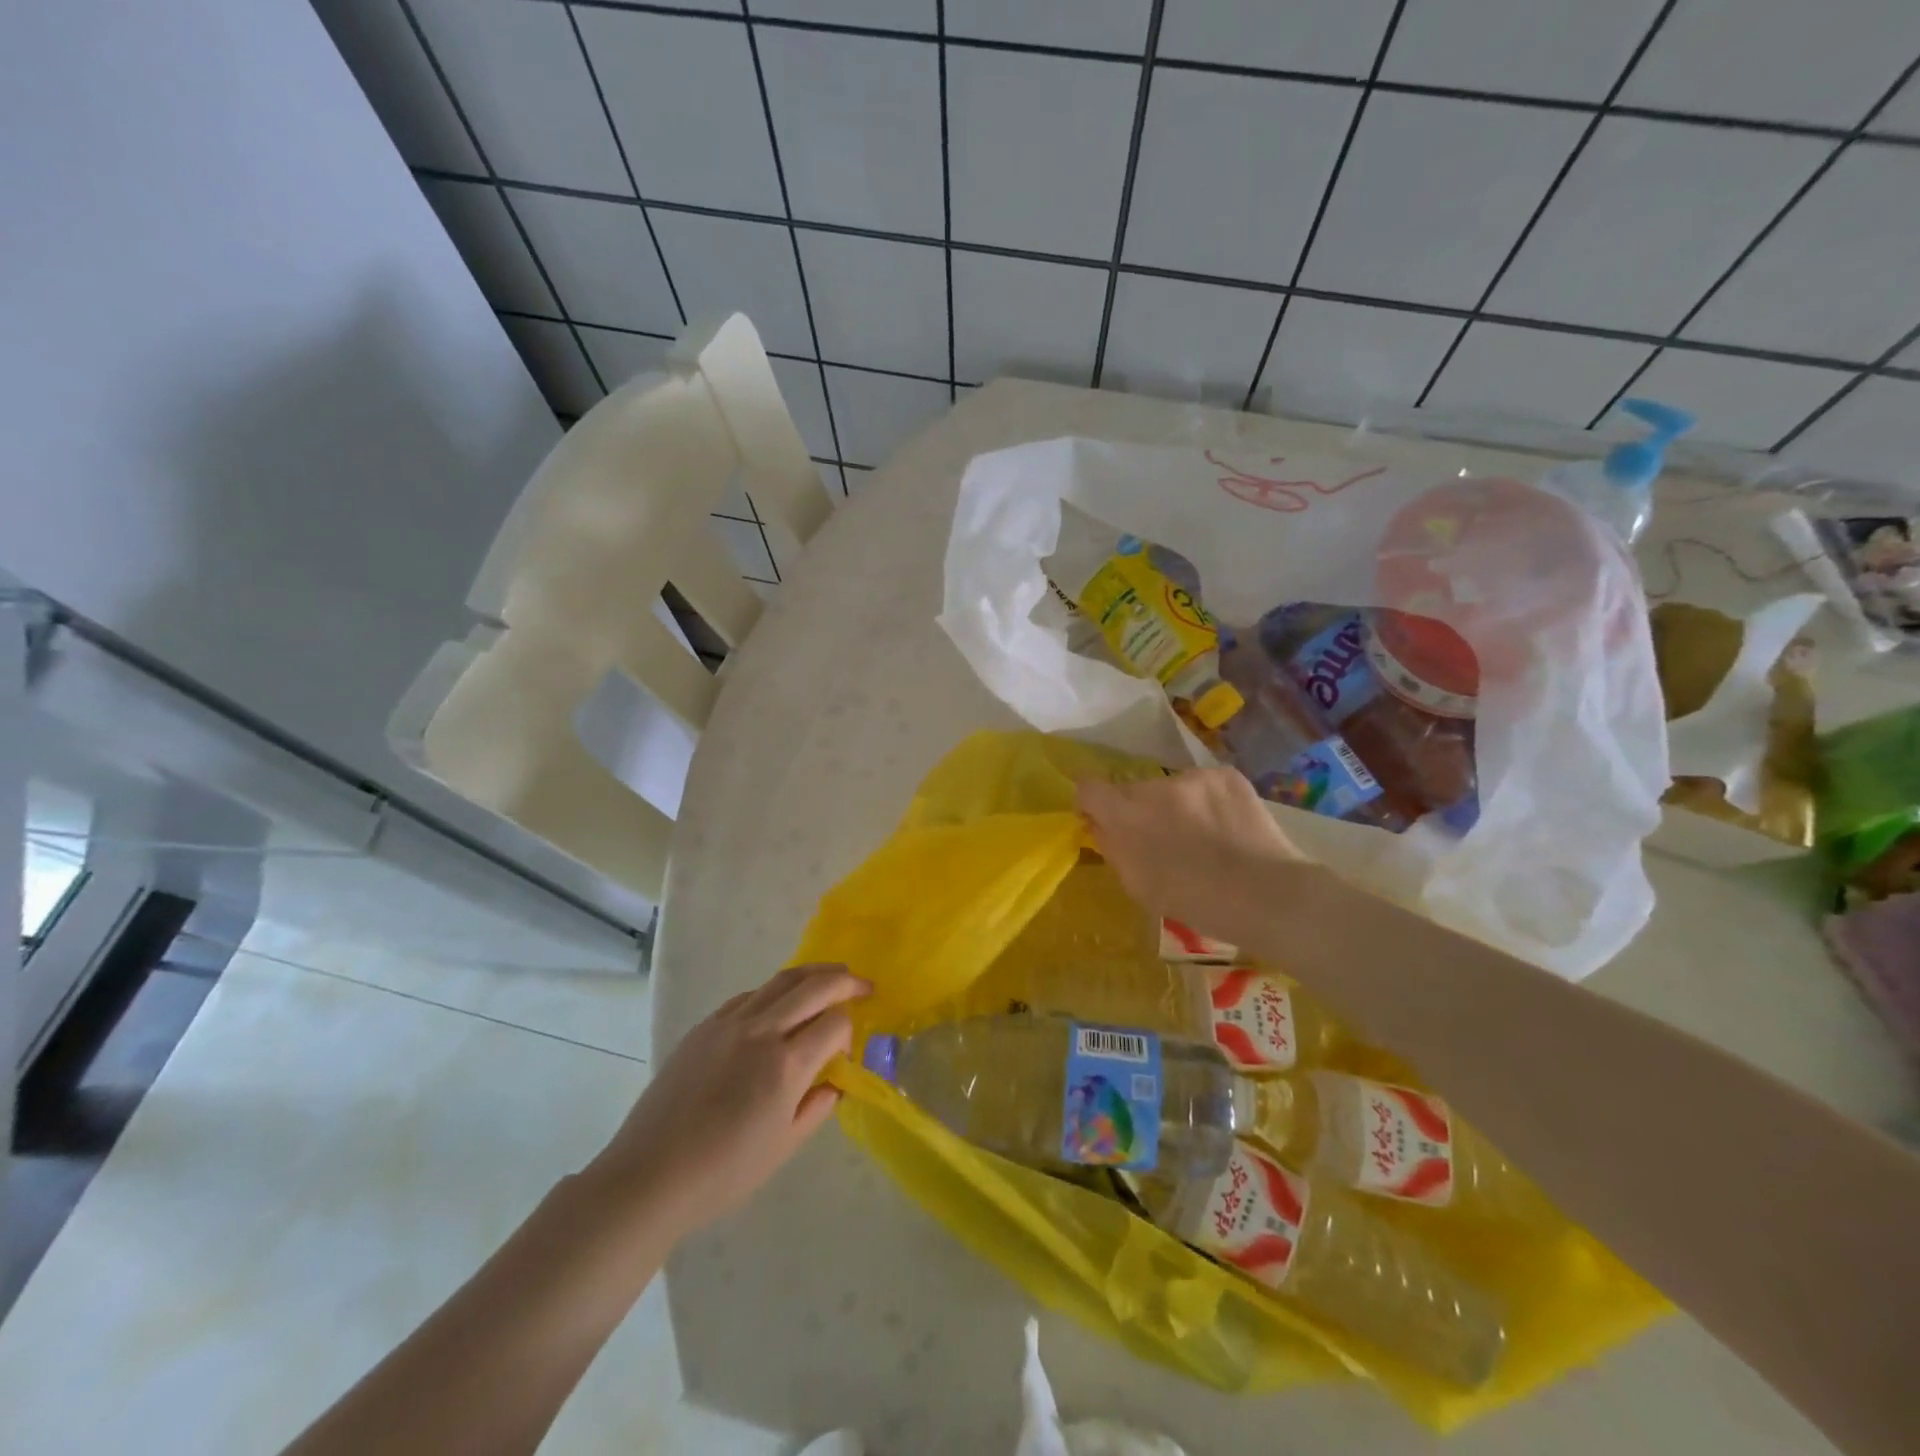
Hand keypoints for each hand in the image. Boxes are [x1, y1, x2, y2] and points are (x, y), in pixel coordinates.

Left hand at [586, 963, 869, 1238]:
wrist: (650, 1175)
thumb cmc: (723, 1173)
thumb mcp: (783, 1146)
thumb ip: (817, 1105)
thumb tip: (835, 1080)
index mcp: (786, 1066)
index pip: (835, 1024)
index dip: (850, 1032)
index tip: (847, 1053)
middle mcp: (761, 1031)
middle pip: (814, 986)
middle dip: (845, 981)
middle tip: (863, 985)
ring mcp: (730, 1023)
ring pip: (781, 980)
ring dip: (813, 975)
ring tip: (831, 977)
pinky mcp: (705, 1026)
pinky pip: (750, 995)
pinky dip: (775, 991)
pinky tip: (780, 1004)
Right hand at [1077, 768, 1304, 948]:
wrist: (1266, 895)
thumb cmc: (1195, 901)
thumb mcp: (1137, 885)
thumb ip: (1112, 847)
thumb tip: (1100, 825)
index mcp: (1126, 814)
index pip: (1088, 788)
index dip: (1091, 804)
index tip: (1102, 820)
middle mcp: (1154, 786)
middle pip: (1133, 790)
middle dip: (1139, 810)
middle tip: (1162, 839)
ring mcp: (1193, 777)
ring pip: (1170, 788)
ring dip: (1175, 805)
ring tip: (1202, 837)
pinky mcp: (1226, 775)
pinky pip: (1203, 786)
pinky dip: (1208, 802)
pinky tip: (1226, 828)